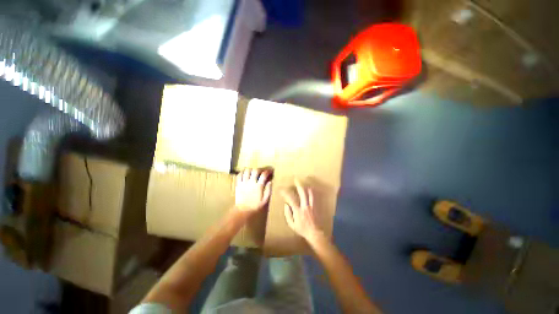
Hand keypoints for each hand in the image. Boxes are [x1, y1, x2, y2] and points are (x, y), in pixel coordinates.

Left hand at [234, 168, 271, 213]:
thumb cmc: (255, 206)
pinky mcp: (238, 184)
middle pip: (255, 170)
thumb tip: (270, 182)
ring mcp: (243, 183)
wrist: (243, 210)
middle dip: (260, 169)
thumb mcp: (265, 200)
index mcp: (258, 186)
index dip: (268, 171)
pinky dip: (242, 172)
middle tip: (262, 171)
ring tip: (253, 172)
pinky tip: (245, 174)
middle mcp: (251, 183)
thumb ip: (268, 190)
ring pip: (247, 170)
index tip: (270, 171)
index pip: (264, 175)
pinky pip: (239, 175)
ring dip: (251, 169)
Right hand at [282, 179, 322, 242]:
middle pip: (302, 193)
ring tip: (305, 181)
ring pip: (310, 193)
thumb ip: (288, 214)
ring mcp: (312, 206)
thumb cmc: (302, 229)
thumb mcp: (292, 224)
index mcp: (298, 211)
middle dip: (298, 185)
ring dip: (306, 186)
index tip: (281, 189)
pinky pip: (314, 197)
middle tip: (296, 179)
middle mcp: (305, 206)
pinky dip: (312, 191)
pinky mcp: (316, 206)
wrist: (315, 233)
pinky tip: (311, 188)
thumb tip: (286, 204)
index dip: (285, 193)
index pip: (291, 199)